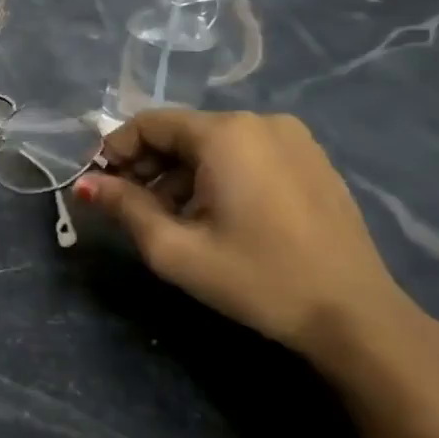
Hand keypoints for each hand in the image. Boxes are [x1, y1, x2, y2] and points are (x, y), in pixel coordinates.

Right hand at [75, 109, 430, 380]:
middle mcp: (260, 122)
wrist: (354, 316)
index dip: (114, 151)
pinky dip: (216, 176)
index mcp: (226, 134)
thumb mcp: (175, 249)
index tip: (98, 187)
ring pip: (211, 144)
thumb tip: (84, 185)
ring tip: (172, 219)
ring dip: (179, 174)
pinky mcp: (312, 160)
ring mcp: (294, 139)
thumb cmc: (256, 278)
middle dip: (146, 166)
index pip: (148, 124)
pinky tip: (215, 216)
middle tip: (130, 208)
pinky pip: (245, 154)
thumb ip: (123, 207)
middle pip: (180, 132)